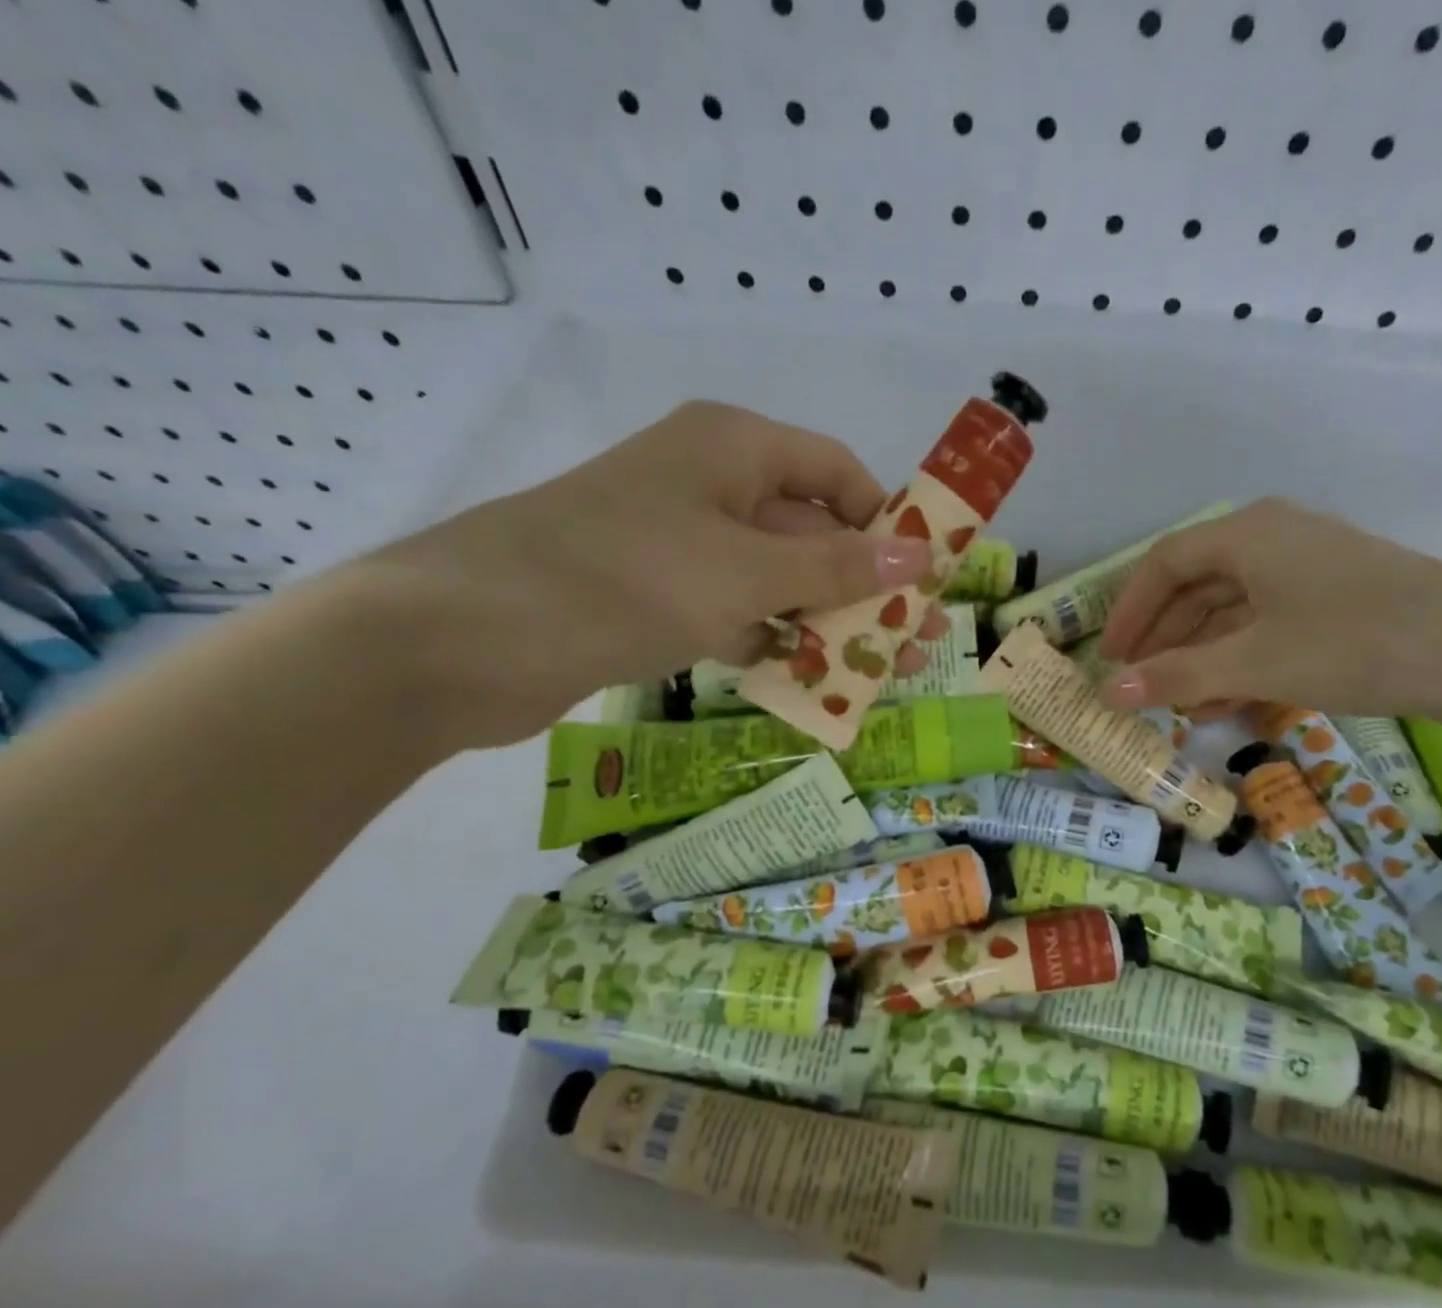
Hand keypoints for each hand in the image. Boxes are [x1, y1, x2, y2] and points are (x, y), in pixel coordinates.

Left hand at [355, 402, 929, 747]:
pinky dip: (768, 641)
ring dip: (822, 622)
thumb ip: (837, 566)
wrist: (467, 636)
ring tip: (875, 672)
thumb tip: (922, 558)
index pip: (838, 473)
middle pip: (810, 530)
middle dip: (865, 586)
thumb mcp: (747, 571)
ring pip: (774, 578)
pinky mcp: (653, 594)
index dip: (889, 523)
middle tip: (916, 641)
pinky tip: (805, 680)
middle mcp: (708, 482)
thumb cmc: (625, 578)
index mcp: (734, 447)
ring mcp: (678, 542)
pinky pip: (733, 611)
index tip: (927, 579)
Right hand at [1095, 498, 1441, 721]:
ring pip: (1230, 612)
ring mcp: (1308, 574)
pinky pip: (1265, 629)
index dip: (1128, 612)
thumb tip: (1109, 693)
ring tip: (1173, 704)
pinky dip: (1237, 662)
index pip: (1164, 564)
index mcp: (1249, 534)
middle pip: (1195, 586)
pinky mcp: (1336, 607)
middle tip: (1134, 685)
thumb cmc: (1358, 642)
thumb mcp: (1256, 662)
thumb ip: (1177, 676)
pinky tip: (1222, 702)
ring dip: (1197, 657)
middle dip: (1161, 639)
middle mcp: (1274, 542)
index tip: (1108, 660)